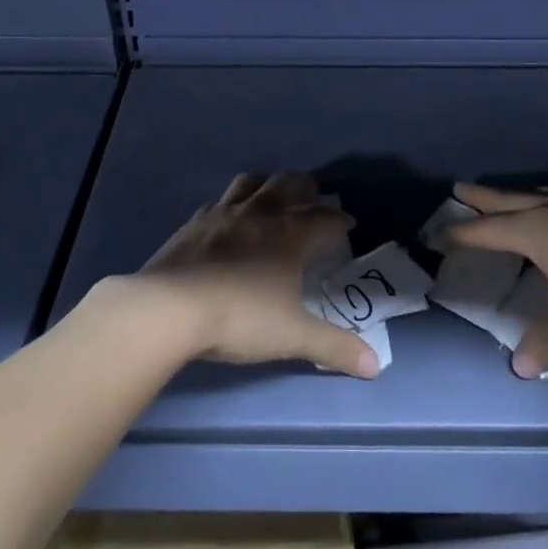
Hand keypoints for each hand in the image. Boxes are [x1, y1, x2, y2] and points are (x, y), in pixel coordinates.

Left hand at [131, 172, 380, 378]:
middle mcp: (260, 213)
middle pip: (289, 184)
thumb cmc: (240, 317)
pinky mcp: (194, 222)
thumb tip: (375, 366)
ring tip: (274, 194)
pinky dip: (231, 204)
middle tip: (314, 197)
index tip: (349, 225)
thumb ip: (334, 347)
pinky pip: (219, 201)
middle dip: (306, 188)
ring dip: (268, 184)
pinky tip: (228, 218)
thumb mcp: (292, 335)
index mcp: (290, 234)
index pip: (325, 218)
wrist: (171, 307)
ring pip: (252, 182)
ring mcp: (224, 213)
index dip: (340, 220)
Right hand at [449, 183, 547, 378]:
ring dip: (519, 197)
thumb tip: (520, 367)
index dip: (461, 234)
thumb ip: (547, 341)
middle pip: (508, 200)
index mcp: (535, 231)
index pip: (487, 231)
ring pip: (540, 195)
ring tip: (510, 198)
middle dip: (483, 198)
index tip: (439, 235)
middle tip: (460, 188)